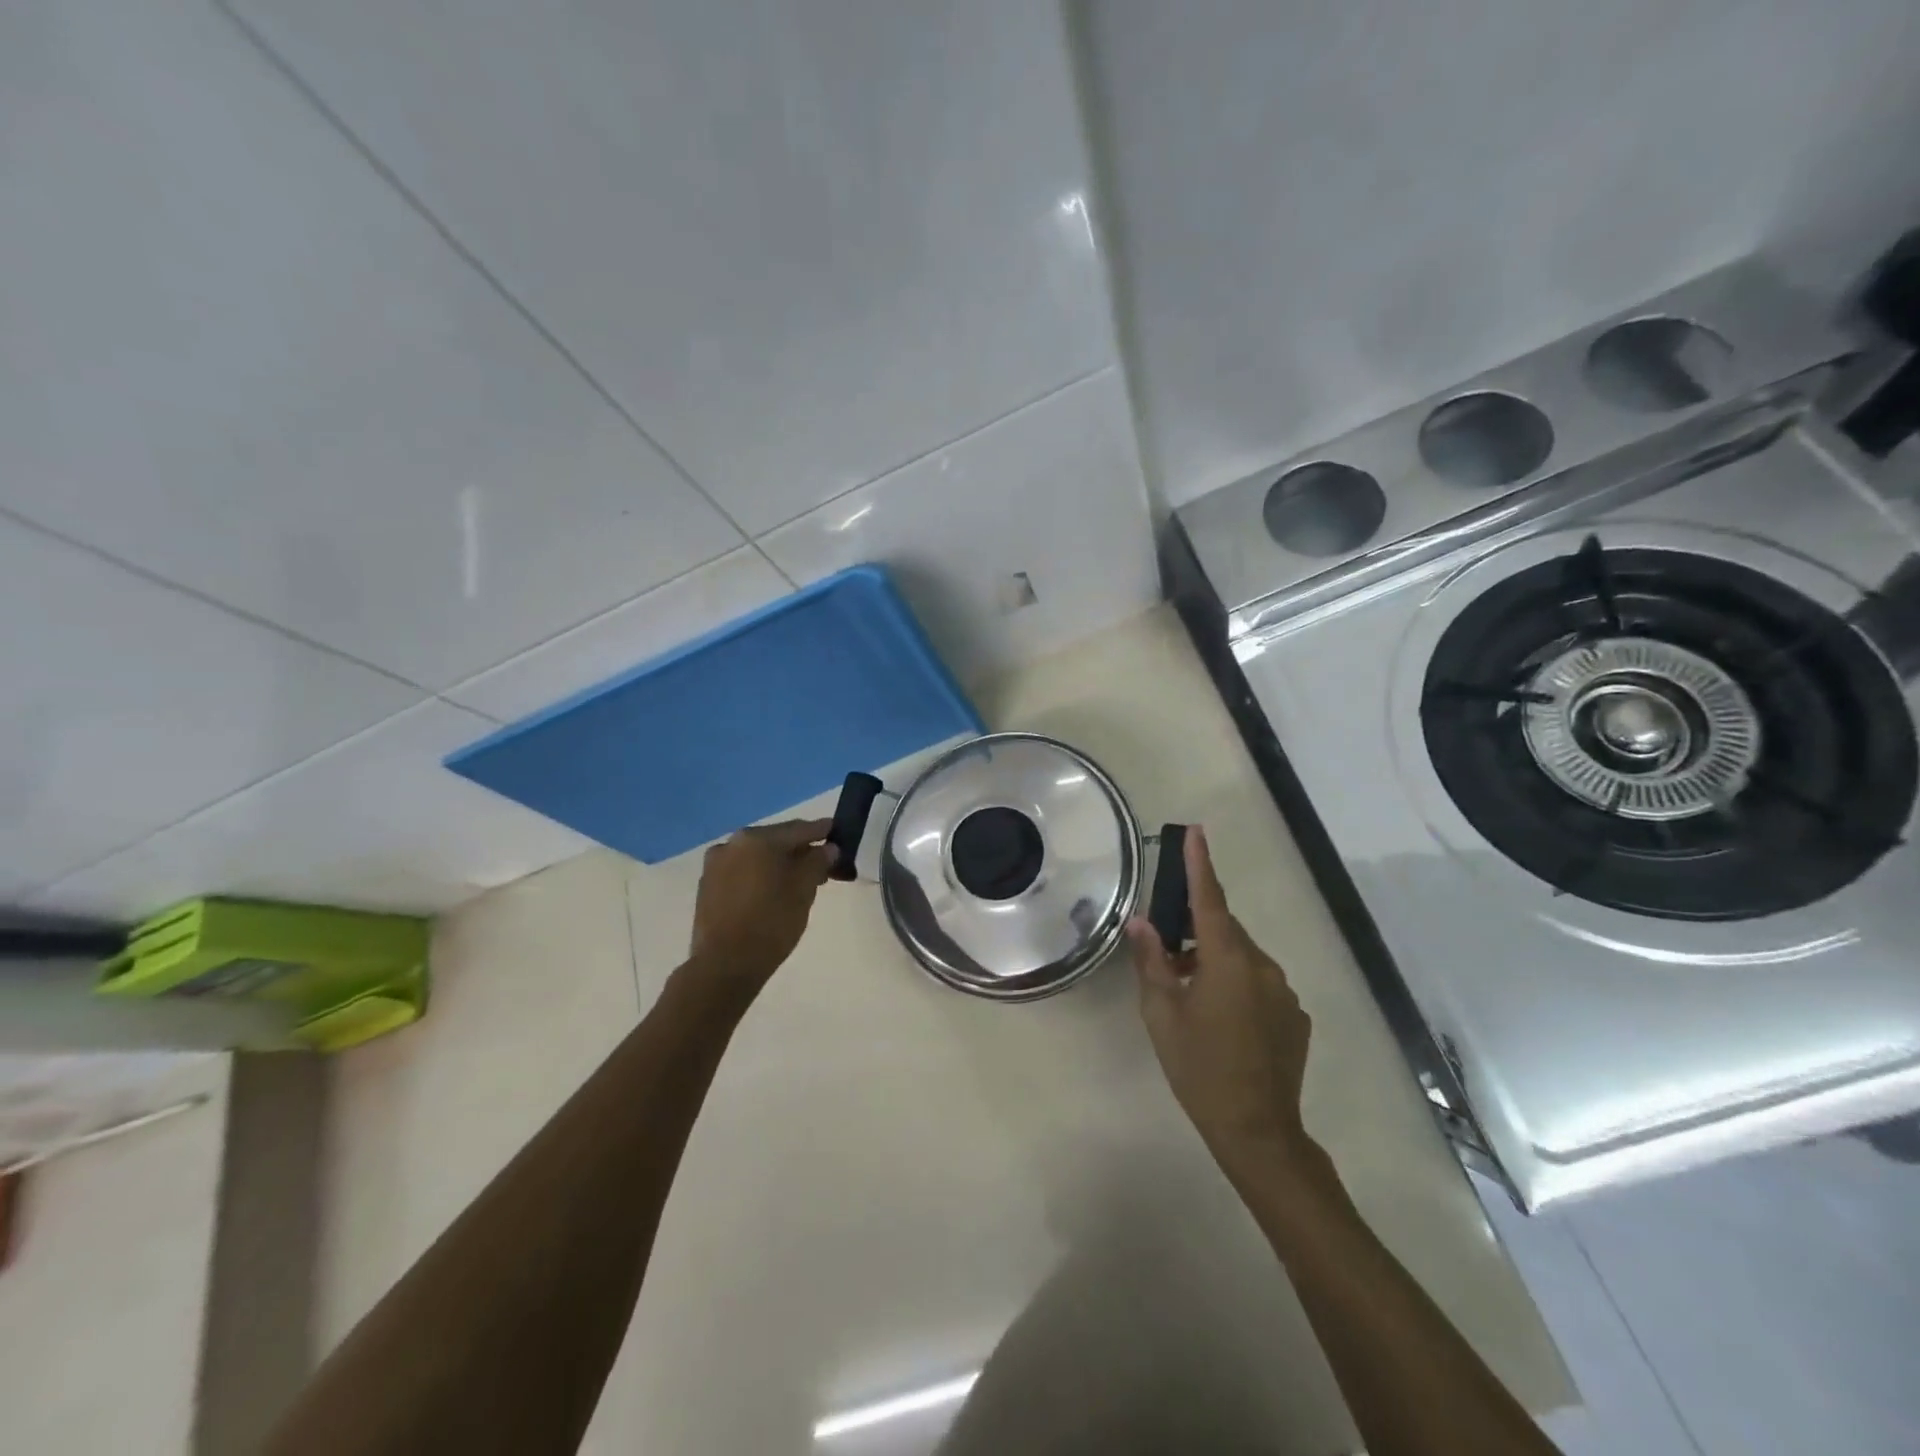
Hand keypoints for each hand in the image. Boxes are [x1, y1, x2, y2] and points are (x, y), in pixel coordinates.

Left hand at [689, 819, 835, 987]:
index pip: (798, 829)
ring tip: (799, 881)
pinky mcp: (707, 886)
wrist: (724, 966)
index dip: (821, 830)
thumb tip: (827, 848)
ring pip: (757, 856)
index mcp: (757, 839)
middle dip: (799, 850)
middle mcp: (732, 843)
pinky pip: (742, 871)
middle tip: (822, 863)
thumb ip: (817, 862)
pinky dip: (759, 875)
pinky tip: (772, 892)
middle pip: (775, 840)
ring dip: (779, 864)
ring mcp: (716, 864)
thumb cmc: (771, 923)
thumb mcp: (804, 890)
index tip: (836, 831)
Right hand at [1128, 826, 1313, 1168]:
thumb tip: (1141, 922)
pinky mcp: (1295, 1016)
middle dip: (1196, 934)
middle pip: (1225, 931)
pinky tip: (1222, 1024)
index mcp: (1228, 960)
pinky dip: (1237, 988)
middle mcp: (1262, 966)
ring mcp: (1284, 992)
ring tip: (1190, 997)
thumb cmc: (1199, 1068)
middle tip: (1167, 959)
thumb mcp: (1162, 1014)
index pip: (1210, 899)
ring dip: (1215, 963)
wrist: (1257, 1130)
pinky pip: (1260, 985)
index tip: (1195, 831)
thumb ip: (1151, 961)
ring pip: (1242, 959)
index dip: (1200, 864)